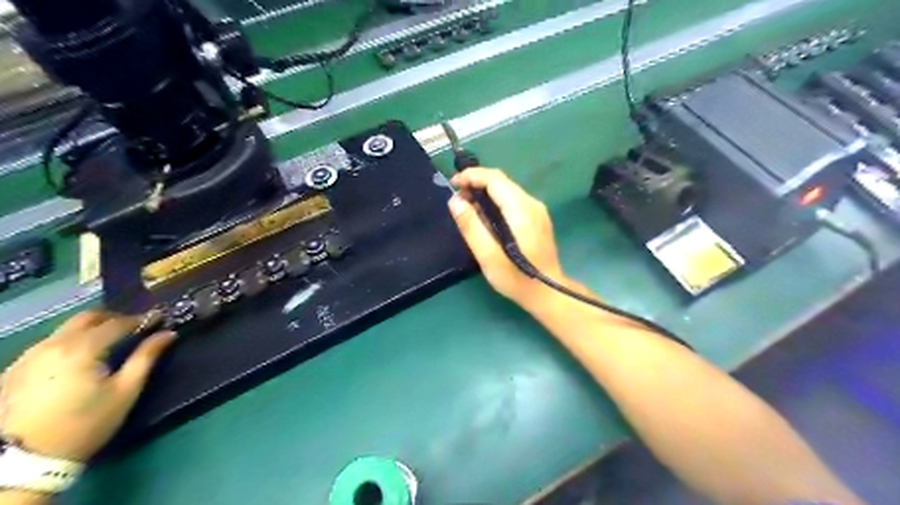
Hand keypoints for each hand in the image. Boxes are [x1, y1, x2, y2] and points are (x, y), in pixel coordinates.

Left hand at [0, 307, 174, 460]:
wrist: (24, 461)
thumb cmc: (86, 424)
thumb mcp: (125, 391)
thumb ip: (146, 357)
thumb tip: (168, 333)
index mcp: (82, 348)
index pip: (118, 323)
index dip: (142, 319)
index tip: (160, 319)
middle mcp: (52, 345)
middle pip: (87, 317)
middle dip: (114, 317)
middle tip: (135, 326)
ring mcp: (28, 356)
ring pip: (65, 329)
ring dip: (90, 329)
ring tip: (109, 341)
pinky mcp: (13, 370)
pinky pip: (47, 344)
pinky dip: (70, 342)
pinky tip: (79, 358)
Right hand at [448, 169, 568, 308]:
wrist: (548, 293)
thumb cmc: (516, 278)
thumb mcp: (488, 256)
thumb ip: (471, 226)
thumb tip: (455, 200)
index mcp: (521, 209)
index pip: (495, 179)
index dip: (471, 176)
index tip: (452, 184)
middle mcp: (532, 203)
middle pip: (501, 181)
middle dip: (476, 183)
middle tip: (457, 200)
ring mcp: (537, 211)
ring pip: (507, 190)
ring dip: (485, 193)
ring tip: (468, 209)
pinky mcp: (538, 219)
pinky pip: (514, 201)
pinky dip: (496, 202)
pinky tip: (486, 218)